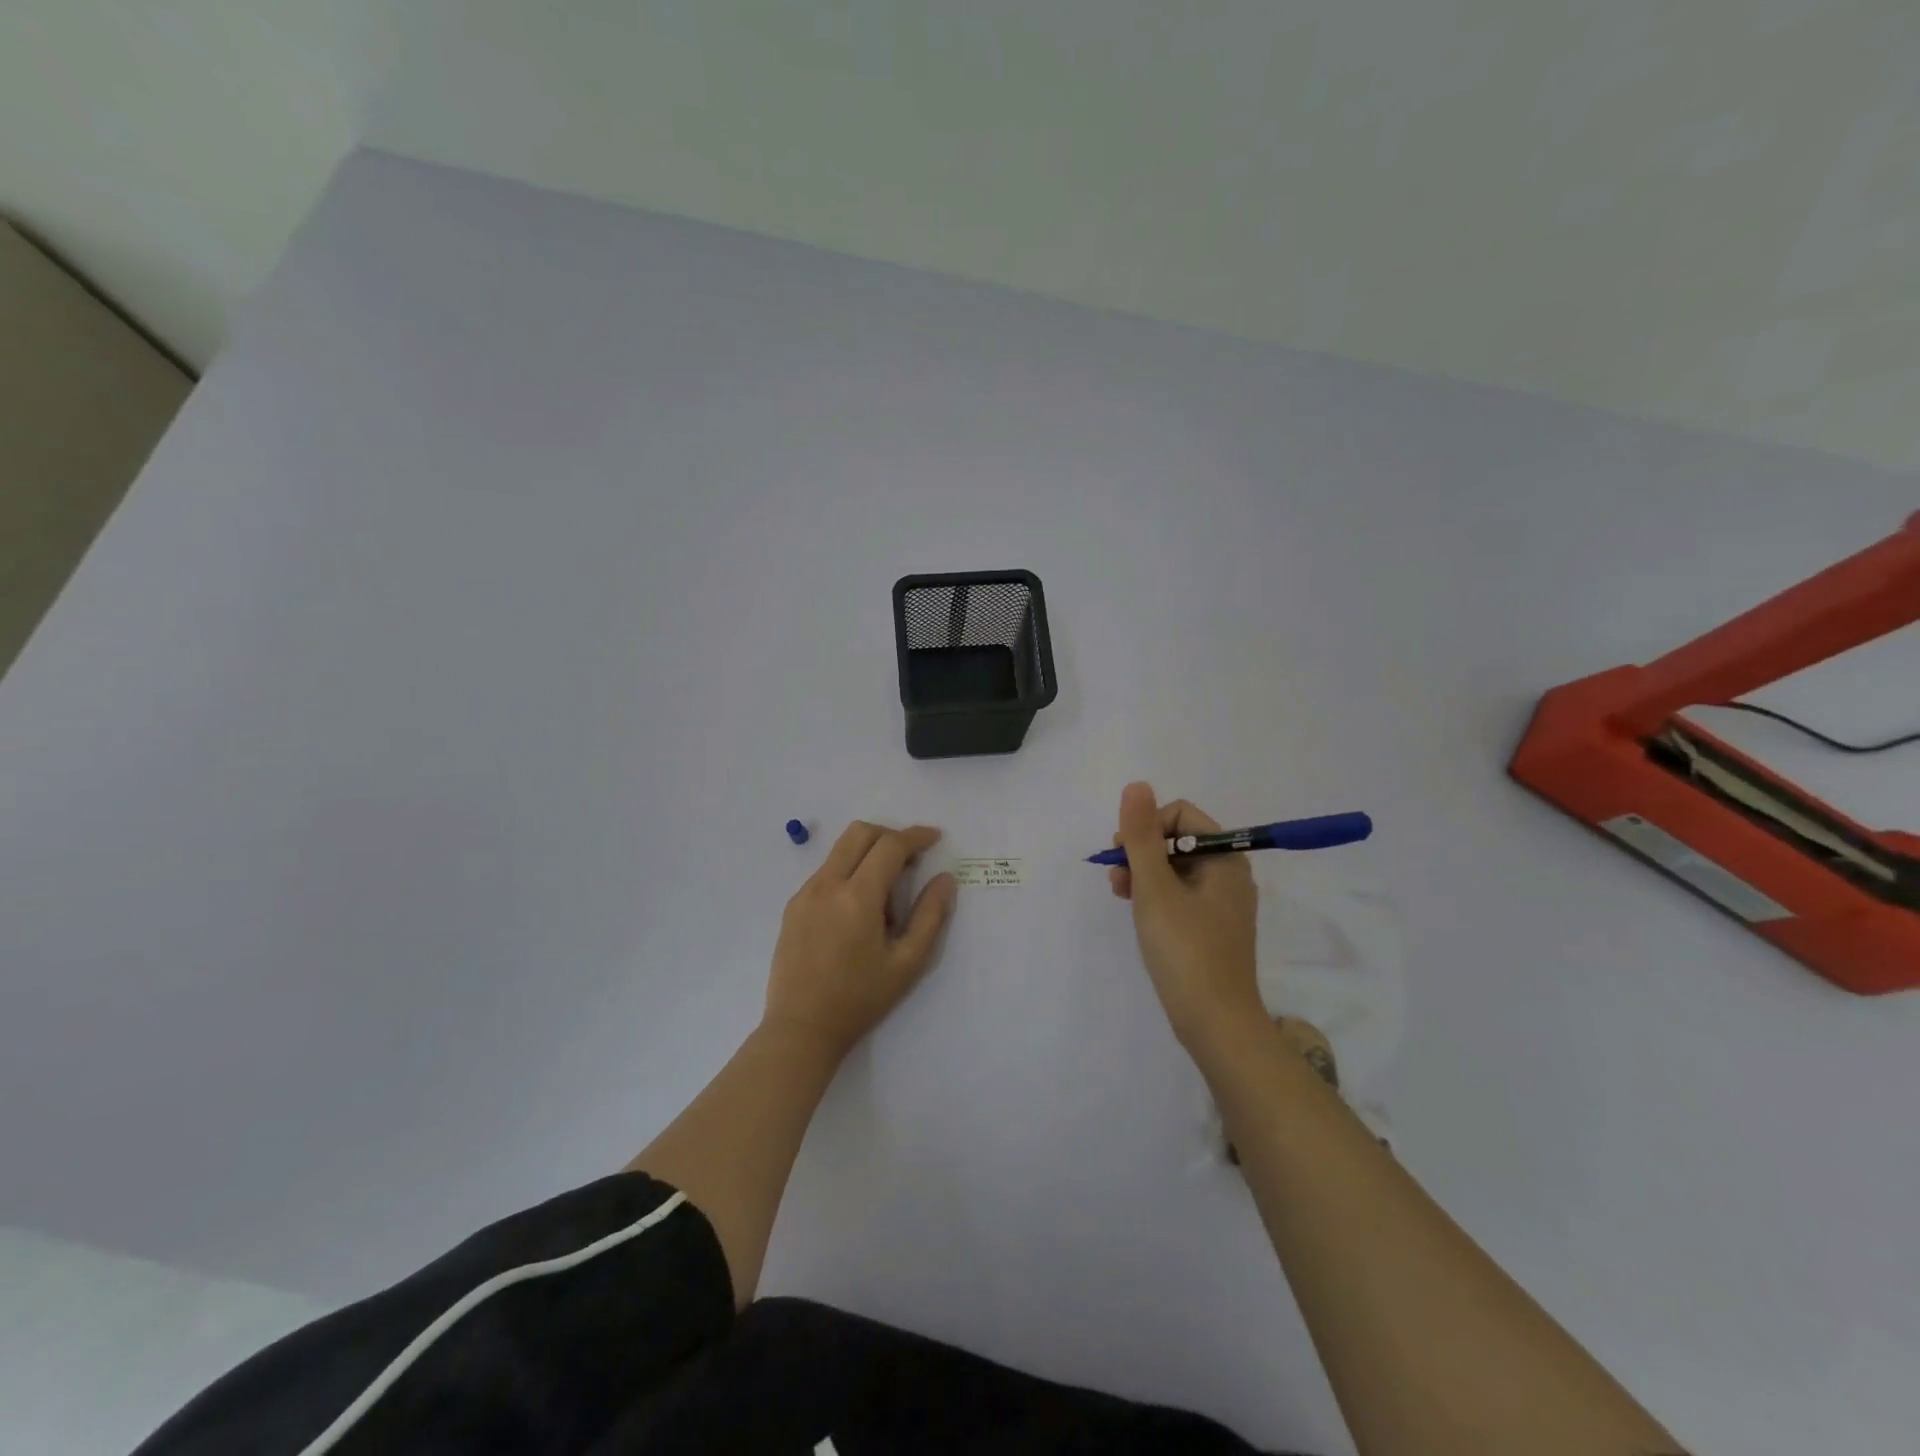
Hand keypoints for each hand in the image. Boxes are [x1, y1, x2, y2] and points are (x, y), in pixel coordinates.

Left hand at [764, 821, 957, 1057]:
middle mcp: (827, 885)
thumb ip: (930, 916)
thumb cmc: (860, 999)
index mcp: (857, 897)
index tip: (935, 838)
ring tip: (885, 891)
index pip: (889, 846)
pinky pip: (825, 872)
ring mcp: (805, 893)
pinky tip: (858, 909)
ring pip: (839, 850)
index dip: (915, 836)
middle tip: (911, 857)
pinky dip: (848, 871)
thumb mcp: (907, 963)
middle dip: (889, 834)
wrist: (801, 1029)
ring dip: (868, 853)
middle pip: (859, 833)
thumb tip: (945, 879)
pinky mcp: (792, 906)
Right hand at [1110, 782, 1263, 1047]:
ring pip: (1174, 868)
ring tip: (1118, 893)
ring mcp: (1220, 903)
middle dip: (1141, 851)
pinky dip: (1154, 895)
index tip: (1122, 852)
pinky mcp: (1209, 927)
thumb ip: (1142, 836)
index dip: (1147, 825)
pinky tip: (1135, 909)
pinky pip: (1178, 894)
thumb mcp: (1155, 888)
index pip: (1181, 815)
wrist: (1214, 1023)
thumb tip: (1137, 785)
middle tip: (1116, 876)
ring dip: (1142, 872)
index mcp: (1224, 859)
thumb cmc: (1185, 949)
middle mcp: (1227, 875)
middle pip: (1177, 840)